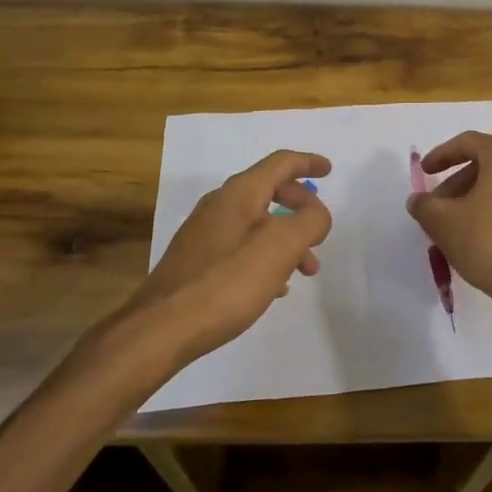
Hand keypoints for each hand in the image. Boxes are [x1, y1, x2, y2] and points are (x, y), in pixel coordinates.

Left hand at [129, 150, 332, 364]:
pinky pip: (241, 245)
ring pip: (257, 222)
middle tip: (319, 233)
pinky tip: (272, 286)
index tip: (330, 171)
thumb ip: (309, 221)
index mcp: (240, 192)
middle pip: (270, 190)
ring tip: (305, 271)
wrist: (161, 329)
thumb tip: (316, 212)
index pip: (281, 163)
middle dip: (301, 208)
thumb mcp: (281, 247)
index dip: (308, 162)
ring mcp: (204, 232)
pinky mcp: (196, 260)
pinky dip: (264, 255)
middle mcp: (220, 203)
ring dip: (286, 238)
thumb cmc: (227, 282)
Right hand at [407, 131, 491, 308]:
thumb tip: (417, 200)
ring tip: (455, 223)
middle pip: (485, 164)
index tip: (425, 171)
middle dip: (457, 183)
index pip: (467, 143)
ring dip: (475, 197)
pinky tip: (480, 233)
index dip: (441, 155)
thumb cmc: (486, 242)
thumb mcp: (442, 221)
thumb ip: (424, 204)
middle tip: (437, 205)